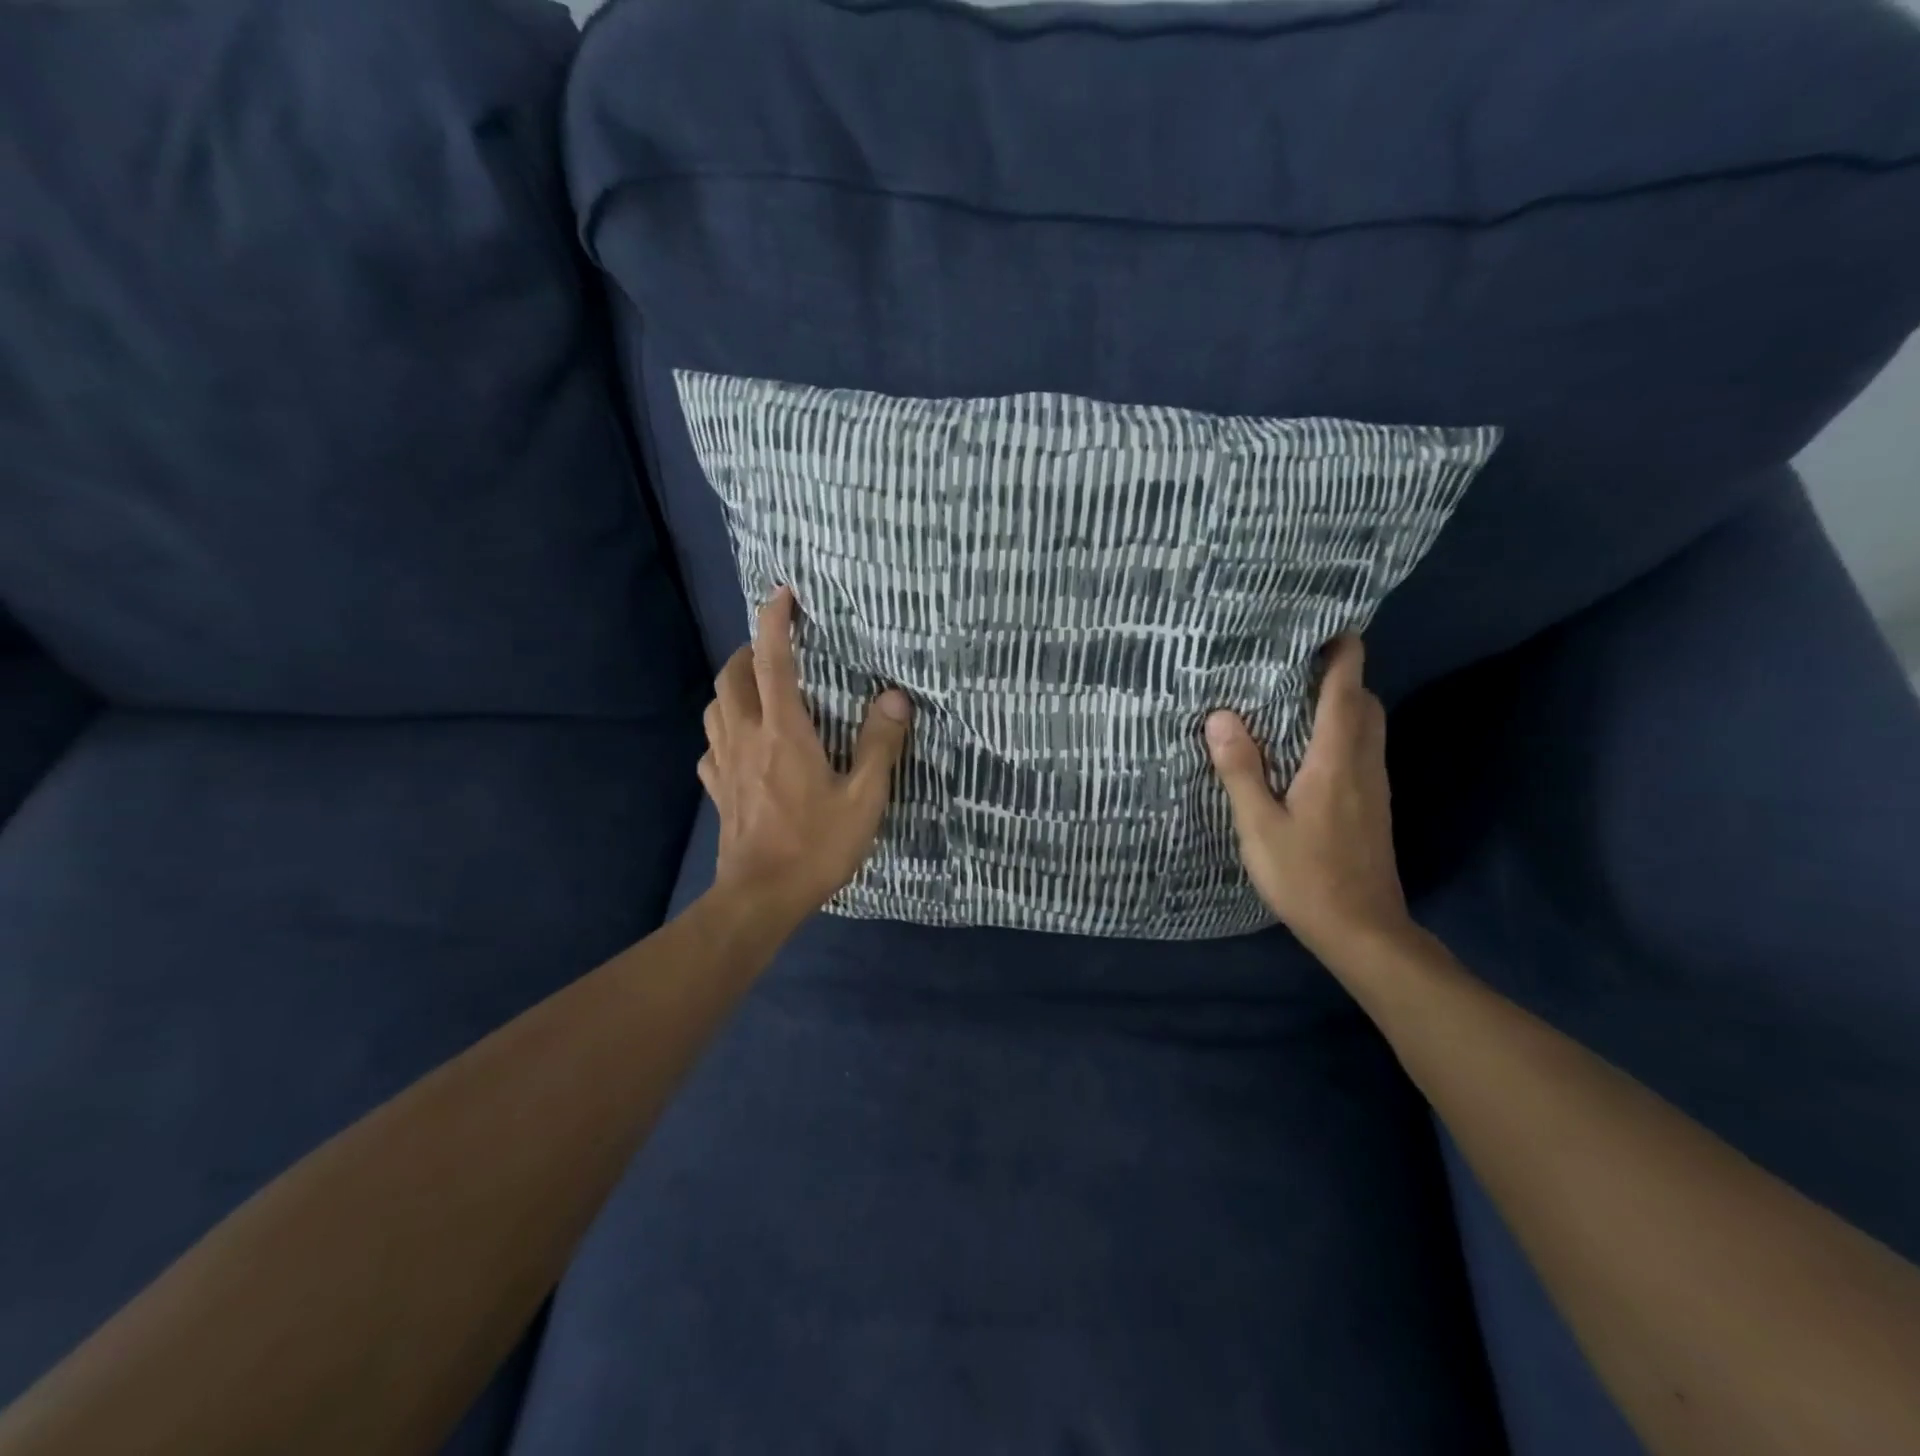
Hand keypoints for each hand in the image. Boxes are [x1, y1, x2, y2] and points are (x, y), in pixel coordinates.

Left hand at [699, 587, 912, 929]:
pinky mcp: (717, 789)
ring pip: (715, 706)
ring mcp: (724, 763)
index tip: (783, 594)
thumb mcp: (864, 797)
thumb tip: (894, 696)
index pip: (772, 660)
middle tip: (776, 650)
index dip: (774, 621)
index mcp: (783, 730)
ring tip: (758, 688)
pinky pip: (711, 745)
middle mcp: (746, 736)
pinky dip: (724, 730)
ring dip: (732, 686)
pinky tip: (741, 743)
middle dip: (748, 650)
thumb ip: (880, 744)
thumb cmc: (816, 845)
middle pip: (731, 675)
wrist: (761, 897)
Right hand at [1205, 636, 1412, 962]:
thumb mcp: (1259, 826)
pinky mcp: (1374, 807)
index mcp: (1336, 761)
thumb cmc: (1306, 877)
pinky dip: (1344, 732)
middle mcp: (1364, 765)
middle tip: (1298, 664)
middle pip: (1365, 704)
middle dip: (1341, 676)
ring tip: (1298, 698)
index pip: (1346, 693)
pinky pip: (1363, 751)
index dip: (1343, 655)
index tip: (1329, 625)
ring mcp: (1375, 787)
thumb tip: (1221, 716)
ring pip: (1368, 728)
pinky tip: (1309, 750)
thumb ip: (1241, 770)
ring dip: (1344, 704)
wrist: (1364, 931)